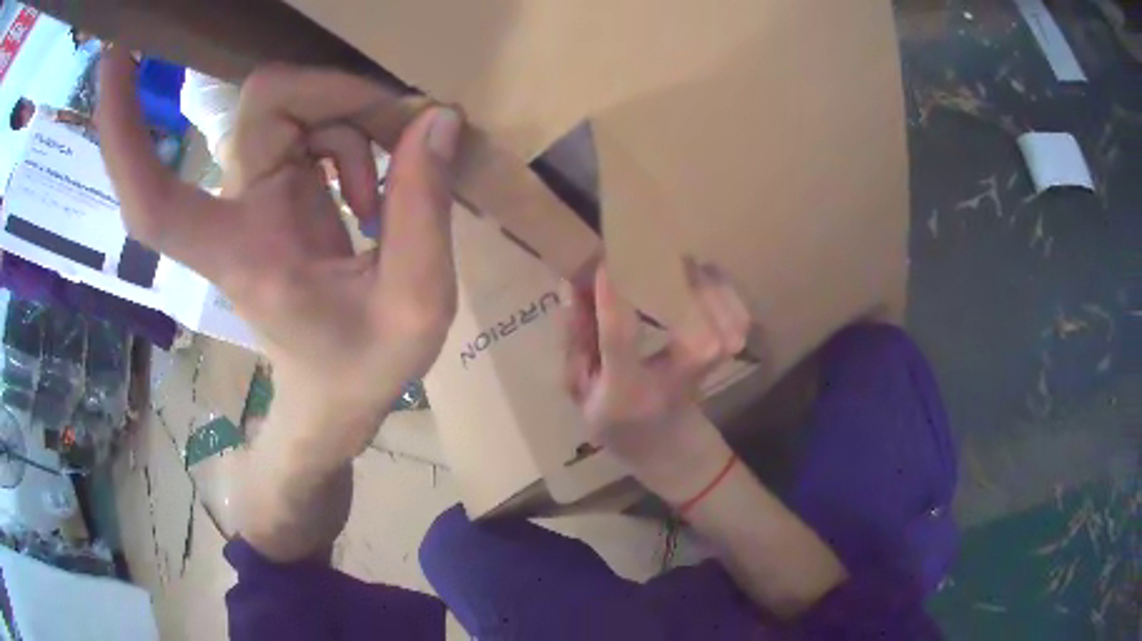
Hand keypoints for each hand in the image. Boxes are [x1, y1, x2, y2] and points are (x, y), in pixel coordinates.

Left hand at [96, 50, 462, 437]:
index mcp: (241, 252)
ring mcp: (255, 196)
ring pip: (293, 109)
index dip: (124, 131)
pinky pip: (312, 128)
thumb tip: (435, 118)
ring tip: (383, 197)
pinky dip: (353, 142)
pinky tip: (370, 195)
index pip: (154, 195)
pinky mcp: (277, 190)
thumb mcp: (416, 302)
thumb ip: (425, 209)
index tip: (112, 61)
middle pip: (262, 106)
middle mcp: (235, 211)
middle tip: (404, 125)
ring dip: (355, 126)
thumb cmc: (360, 373)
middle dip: (338, 96)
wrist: (335, 401)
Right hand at [562, 260, 751, 500]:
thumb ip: (574, 338)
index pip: (618, 340)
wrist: (667, 449)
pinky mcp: (726, 358)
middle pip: (692, 332)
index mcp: (625, 390)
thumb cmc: (615, 418)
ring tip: (686, 260)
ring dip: (710, 286)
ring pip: (726, 324)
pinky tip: (710, 277)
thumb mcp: (579, 388)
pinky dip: (730, 295)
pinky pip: (740, 320)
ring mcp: (706, 370)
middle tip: (661, 252)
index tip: (606, 261)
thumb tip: (571, 283)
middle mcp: (672, 380)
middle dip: (681, 285)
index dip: (612, 299)